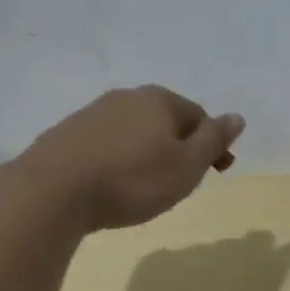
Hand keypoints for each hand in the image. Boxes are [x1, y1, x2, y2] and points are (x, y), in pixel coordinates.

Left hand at [16, 86, 244, 232]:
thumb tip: (237, 117)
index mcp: (160, 100)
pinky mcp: (66, 134)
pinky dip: (119, 159)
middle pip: (166, 121)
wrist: (52, 193)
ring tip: (147, 185)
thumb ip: (214, 139)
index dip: (213, 144)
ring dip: (148, 152)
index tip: (217, 172)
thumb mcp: (187, 165)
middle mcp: (126, 97)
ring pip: (135, 131)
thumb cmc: (132, 180)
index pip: (199, 116)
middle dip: (180, 146)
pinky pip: (107, 144)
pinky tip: (114, 183)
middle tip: (183, 180)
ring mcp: (92, 113)